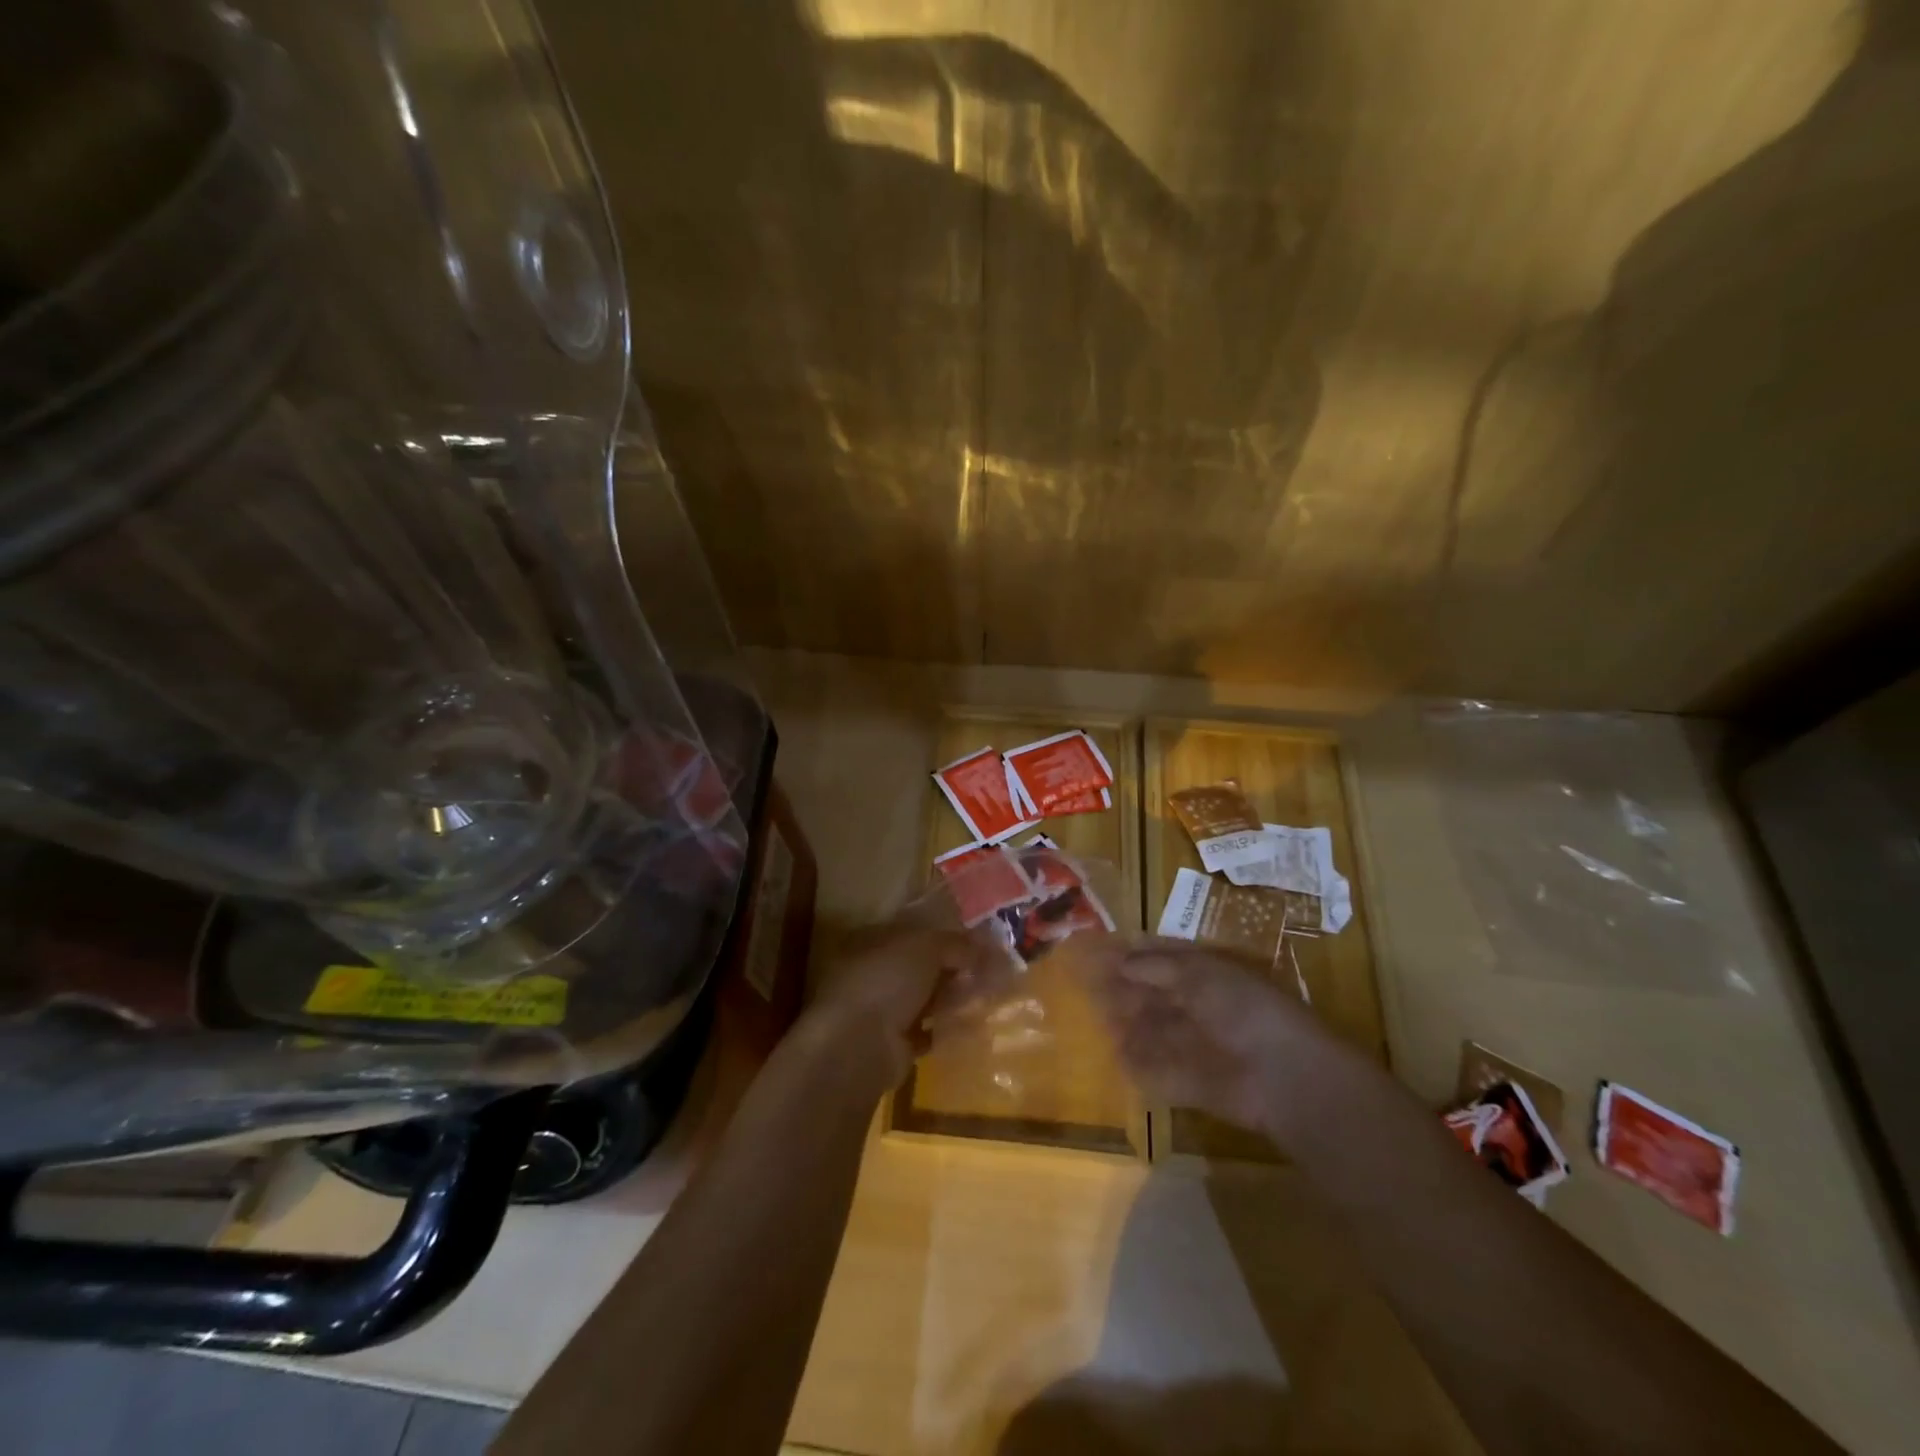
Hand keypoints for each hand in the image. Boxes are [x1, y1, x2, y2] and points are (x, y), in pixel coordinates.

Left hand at [805, 924, 1008, 1088]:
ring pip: (925, 998)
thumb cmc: (886, 980)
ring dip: (952, 997)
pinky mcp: (894, 1044)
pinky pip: (927, 1031)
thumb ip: (956, 943)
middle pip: (921, 966)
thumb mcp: (926, 947)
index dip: (946, 934)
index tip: (978, 940)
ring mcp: (882, 1010)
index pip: (914, 931)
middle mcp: (875, 972)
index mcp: (873, 940)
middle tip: (989, 968)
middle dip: (953, 967)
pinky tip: (971, 1024)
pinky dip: (946, 1029)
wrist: (859, 1044)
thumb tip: (985, 946)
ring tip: (987, 994)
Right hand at [1086, 939, 1322, 1137]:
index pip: (1163, 960)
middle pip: (1154, 997)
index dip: (1133, 956)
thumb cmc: (1242, 1009)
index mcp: (1207, 976)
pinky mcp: (1192, 1084)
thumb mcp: (1198, 973)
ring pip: (1153, 1032)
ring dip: (1127, 1027)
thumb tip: (1122, 962)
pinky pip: (1159, 1072)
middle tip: (1089, 987)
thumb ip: (1157, 966)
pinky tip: (1115, 1057)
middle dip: (1124, 991)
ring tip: (1096, 1020)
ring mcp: (1197, 1047)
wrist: (1282, 1074)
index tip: (1101, 952)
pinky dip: (1139, 1066)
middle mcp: (1201, 1008)